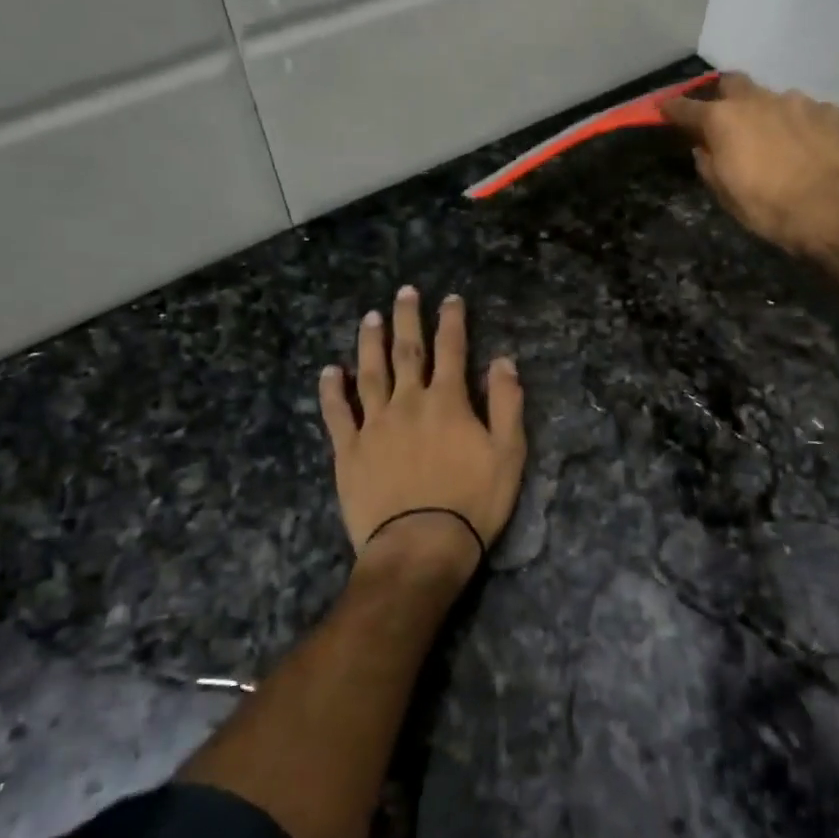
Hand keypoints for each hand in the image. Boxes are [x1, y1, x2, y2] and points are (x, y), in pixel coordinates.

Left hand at [319, 287, 525, 580]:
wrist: (421, 545)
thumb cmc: (473, 501)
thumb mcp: (509, 453)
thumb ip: (507, 403)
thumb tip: (503, 361)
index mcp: (448, 402)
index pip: (452, 350)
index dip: (452, 321)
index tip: (450, 299)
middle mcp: (408, 403)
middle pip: (407, 352)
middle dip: (407, 319)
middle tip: (403, 292)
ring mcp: (375, 425)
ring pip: (370, 373)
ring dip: (370, 343)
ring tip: (370, 318)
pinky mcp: (349, 451)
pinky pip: (338, 413)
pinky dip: (332, 390)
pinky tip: (329, 371)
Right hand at [662, 72, 838, 256]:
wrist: (838, 209)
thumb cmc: (770, 209)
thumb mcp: (727, 196)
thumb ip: (710, 166)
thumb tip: (704, 149)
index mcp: (724, 120)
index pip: (687, 107)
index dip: (673, 109)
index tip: (666, 110)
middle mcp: (758, 100)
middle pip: (732, 83)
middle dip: (724, 95)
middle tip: (725, 116)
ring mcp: (797, 101)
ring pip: (773, 98)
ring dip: (767, 113)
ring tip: (776, 139)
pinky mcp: (830, 111)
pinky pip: (808, 112)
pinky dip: (801, 125)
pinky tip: (809, 146)